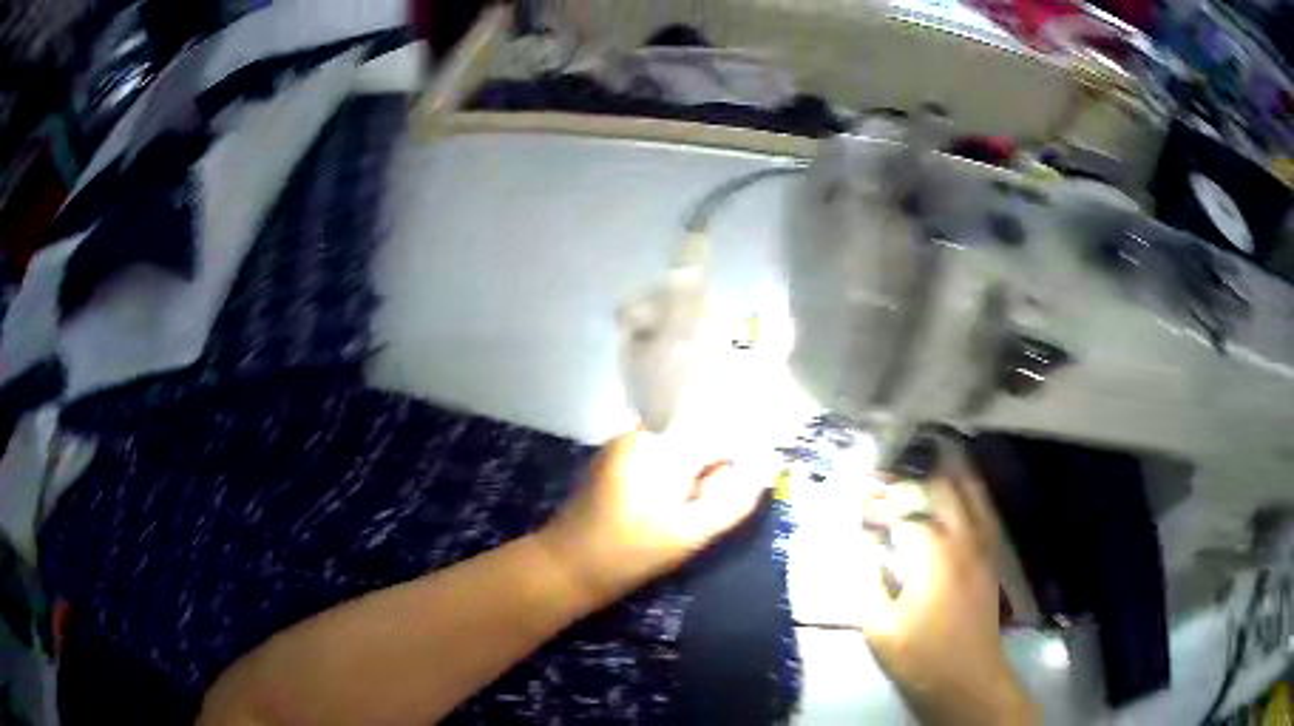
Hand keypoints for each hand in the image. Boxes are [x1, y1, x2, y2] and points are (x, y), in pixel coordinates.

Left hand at [537, 430, 763, 605]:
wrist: (566, 566)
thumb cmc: (631, 552)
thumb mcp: (690, 533)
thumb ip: (733, 501)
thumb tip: (765, 471)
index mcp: (662, 446)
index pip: (719, 436)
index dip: (736, 464)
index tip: (737, 495)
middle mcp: (642, 434)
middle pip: (697, 440)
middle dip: (710, 473)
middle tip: (701, 513)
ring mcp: (622, 445)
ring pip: (677, 450)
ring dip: (689, 477)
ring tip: (681, 516)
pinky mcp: (611, 460)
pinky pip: (655, 458)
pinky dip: (668, 479)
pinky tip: (660, 511)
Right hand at [857, 472, 1036, 725]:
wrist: (968, 679)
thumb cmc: (920, 656)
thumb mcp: (879, 626)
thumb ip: (867, 580)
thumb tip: (862, 545)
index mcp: (932, 553)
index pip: (904, 509)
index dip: (881, 501)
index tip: (862, 498)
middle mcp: (962, 539)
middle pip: (943, 489)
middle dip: (915, 479)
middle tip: (892, 481)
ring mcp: (982, 547)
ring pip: (972, 495)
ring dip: (951, 476)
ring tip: (932, 462)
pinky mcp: (991, 559)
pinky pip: (985, 513)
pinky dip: (972, 496)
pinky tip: (963, 495)